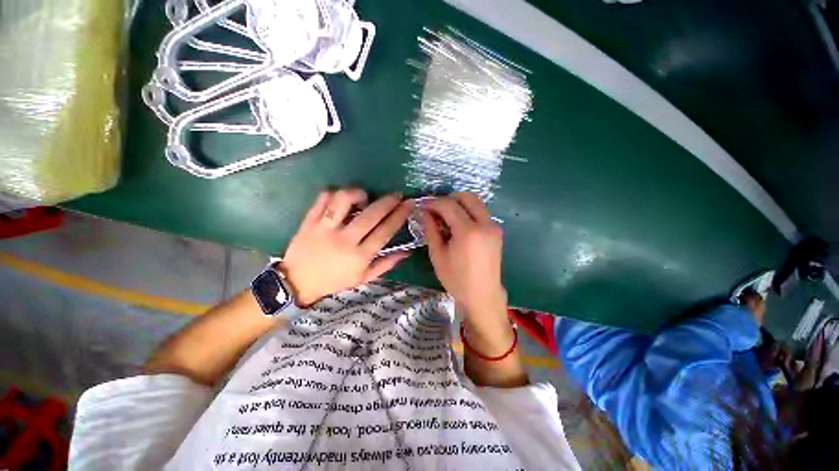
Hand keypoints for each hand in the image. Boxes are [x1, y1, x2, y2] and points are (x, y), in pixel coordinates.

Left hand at [281, 189, 412, 305]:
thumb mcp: (363, 278)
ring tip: (364, 197)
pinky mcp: (309, 221)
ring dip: (359, 193)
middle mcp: (344, 240)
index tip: (409, 204)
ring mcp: (324, 229)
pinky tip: (342, 198)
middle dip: (388, 201)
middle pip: (370, 214)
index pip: (385, 231)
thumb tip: (407, 252)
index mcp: (359, 256)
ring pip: (344, 200)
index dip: (399, 216)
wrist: (297, 282)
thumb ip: (386, 264)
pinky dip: (335, 193)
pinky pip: (323, 198)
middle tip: (396, 195)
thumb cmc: (335, 281)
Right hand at [421, 192, 507, 326]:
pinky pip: (481, 212)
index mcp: (468, 231)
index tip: (423, 206)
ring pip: (475, 202)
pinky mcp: (497, 230)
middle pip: (466, 196)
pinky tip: (458, 224)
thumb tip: (424, 212)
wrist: (482, 295)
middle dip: (448, 198)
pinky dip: (468, 212)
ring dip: (459, 204)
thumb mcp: (438, 255)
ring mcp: (494, 226)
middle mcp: (485, 223)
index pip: (449, 205)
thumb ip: (431, 230)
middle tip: (435, 210)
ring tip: (446, 217)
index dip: (433, 203)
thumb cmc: (456, 279)